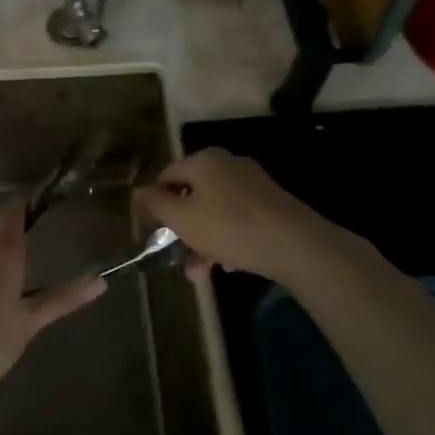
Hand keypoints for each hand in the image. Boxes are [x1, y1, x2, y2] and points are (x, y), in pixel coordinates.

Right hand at [134, 148, 331, 284]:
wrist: (297, 245)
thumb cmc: (229, 227)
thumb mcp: (181, 218)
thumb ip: (154, 203)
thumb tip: (138, 192)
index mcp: (203, 160)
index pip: (165, 178)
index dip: (153, 207)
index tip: (149, 236)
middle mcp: (227, 165)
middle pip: (191, 197)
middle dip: (180, 230)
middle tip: (175, 259)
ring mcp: (253, 184)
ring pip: (214, 212)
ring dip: (201, 241)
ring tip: (199, 273)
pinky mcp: (272, 205)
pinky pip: (237, 220)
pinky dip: (227, 241)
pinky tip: (227, 265)